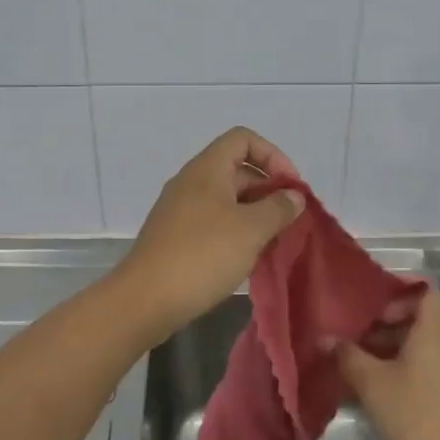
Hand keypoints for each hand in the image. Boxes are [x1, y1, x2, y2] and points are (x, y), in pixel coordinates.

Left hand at [114, 127, 305, 335]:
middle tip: (290, 221)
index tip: (291, 188)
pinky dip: (236, 232)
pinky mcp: (176, 237)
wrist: (146, 299)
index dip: (273, 155)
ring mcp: (180, 210)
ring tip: (274, 242)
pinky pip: (213, 222)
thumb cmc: (203, 255)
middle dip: (268, 190)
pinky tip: (248, 258)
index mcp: (207, 169)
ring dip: (254, 214)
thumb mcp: (251, 229)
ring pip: (226, 200)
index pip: (243, 139)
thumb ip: (278, 208)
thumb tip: (294, 196)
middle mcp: (191, 182)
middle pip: (237, 169)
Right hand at [336, 288, 439, 439]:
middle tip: (356, 338)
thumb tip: (326, 339)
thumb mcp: (372, 383)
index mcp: (432, 336)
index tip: (375, 301)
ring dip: (391, 353)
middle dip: (386, 328)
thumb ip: (348, 356)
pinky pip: (426, 374)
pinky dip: (403, 374)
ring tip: (361, 368)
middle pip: (419, 324)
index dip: (404, 289)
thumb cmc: (413, 414)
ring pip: (420, 352)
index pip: (428, 294)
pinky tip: (381, 396)